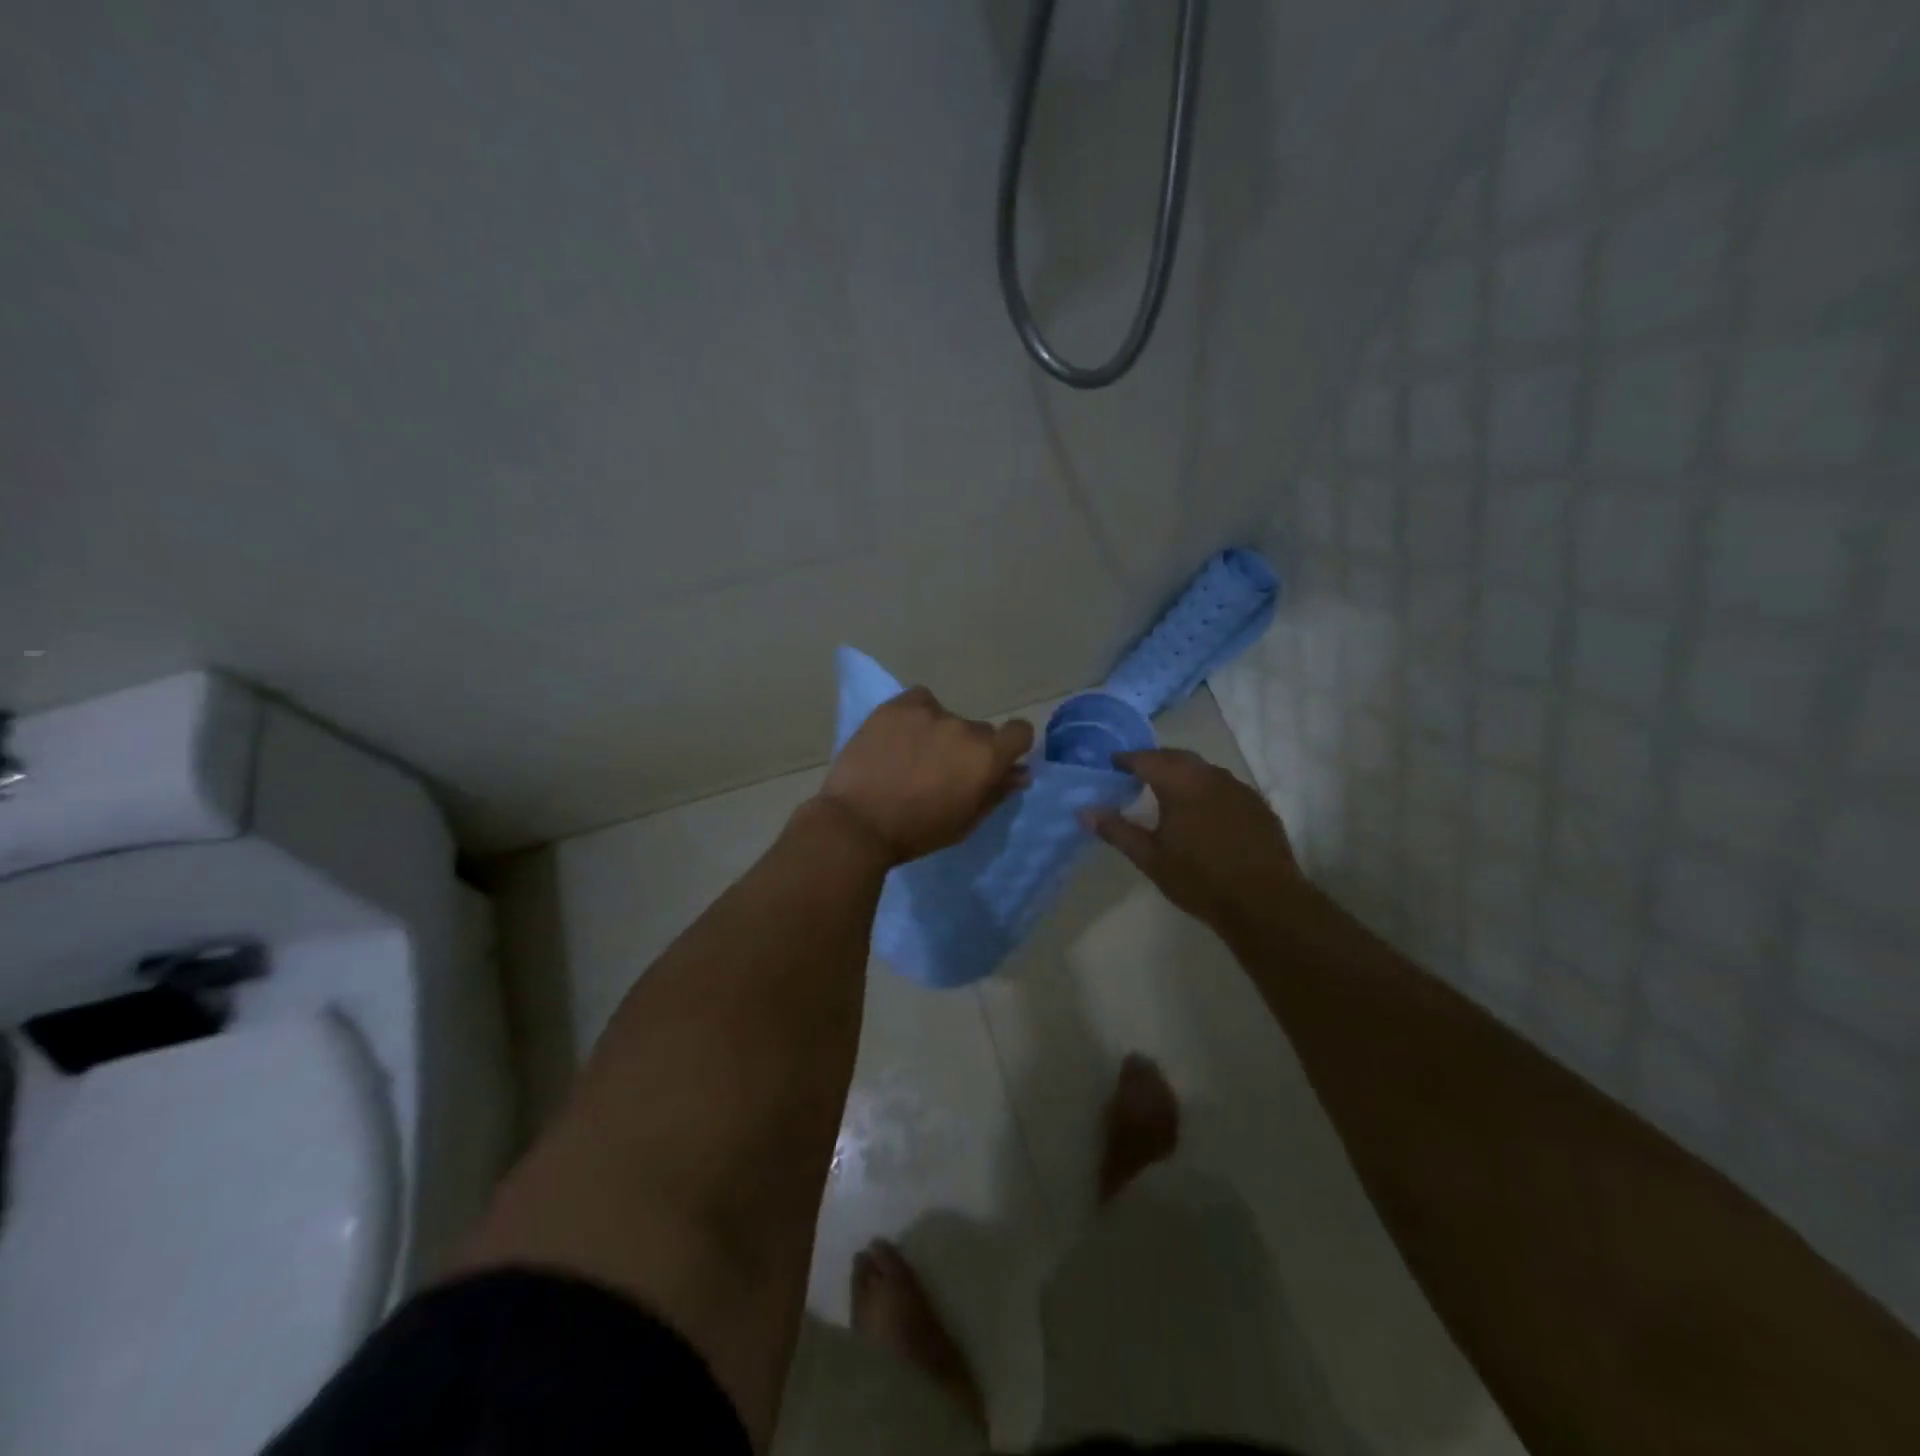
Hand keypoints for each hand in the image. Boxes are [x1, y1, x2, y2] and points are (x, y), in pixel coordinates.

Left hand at [818, 687, 1034, 865]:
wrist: (858, 823)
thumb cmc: (917, 832)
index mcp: (987, 757)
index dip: (1010, 745)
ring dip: (937, 733)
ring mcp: (929, 712)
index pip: (1020, 732)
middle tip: (939, 770)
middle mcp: (964, 728)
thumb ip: (996, 793)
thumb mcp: (965, 822)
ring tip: (909, 756)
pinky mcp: (897, 706)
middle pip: (978, 731)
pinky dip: (914, 715)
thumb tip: (1020, 773)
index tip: (992, 762)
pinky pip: (919, 702)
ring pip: (945, 717)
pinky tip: (897, 737)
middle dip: (966, 748)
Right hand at [1084, 748, 1301, 927]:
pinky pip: (1225, 785)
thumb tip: (1084, 811)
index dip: (1126, 759)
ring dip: (1182, 773)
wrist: (1265, 903)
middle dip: (1154, 761)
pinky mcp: (1258, 805)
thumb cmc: (1200, 880)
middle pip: (1177, 757)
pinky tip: (1203, 811)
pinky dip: (1206, 788)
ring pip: (1203, 769)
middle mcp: (1211, 776)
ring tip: (1167, 790)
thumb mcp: (1150, 858)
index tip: (1111, 763)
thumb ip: (1117, 831)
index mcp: (1181, 784)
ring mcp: (1239, 788)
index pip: (1146, 759)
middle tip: (1136, 773)